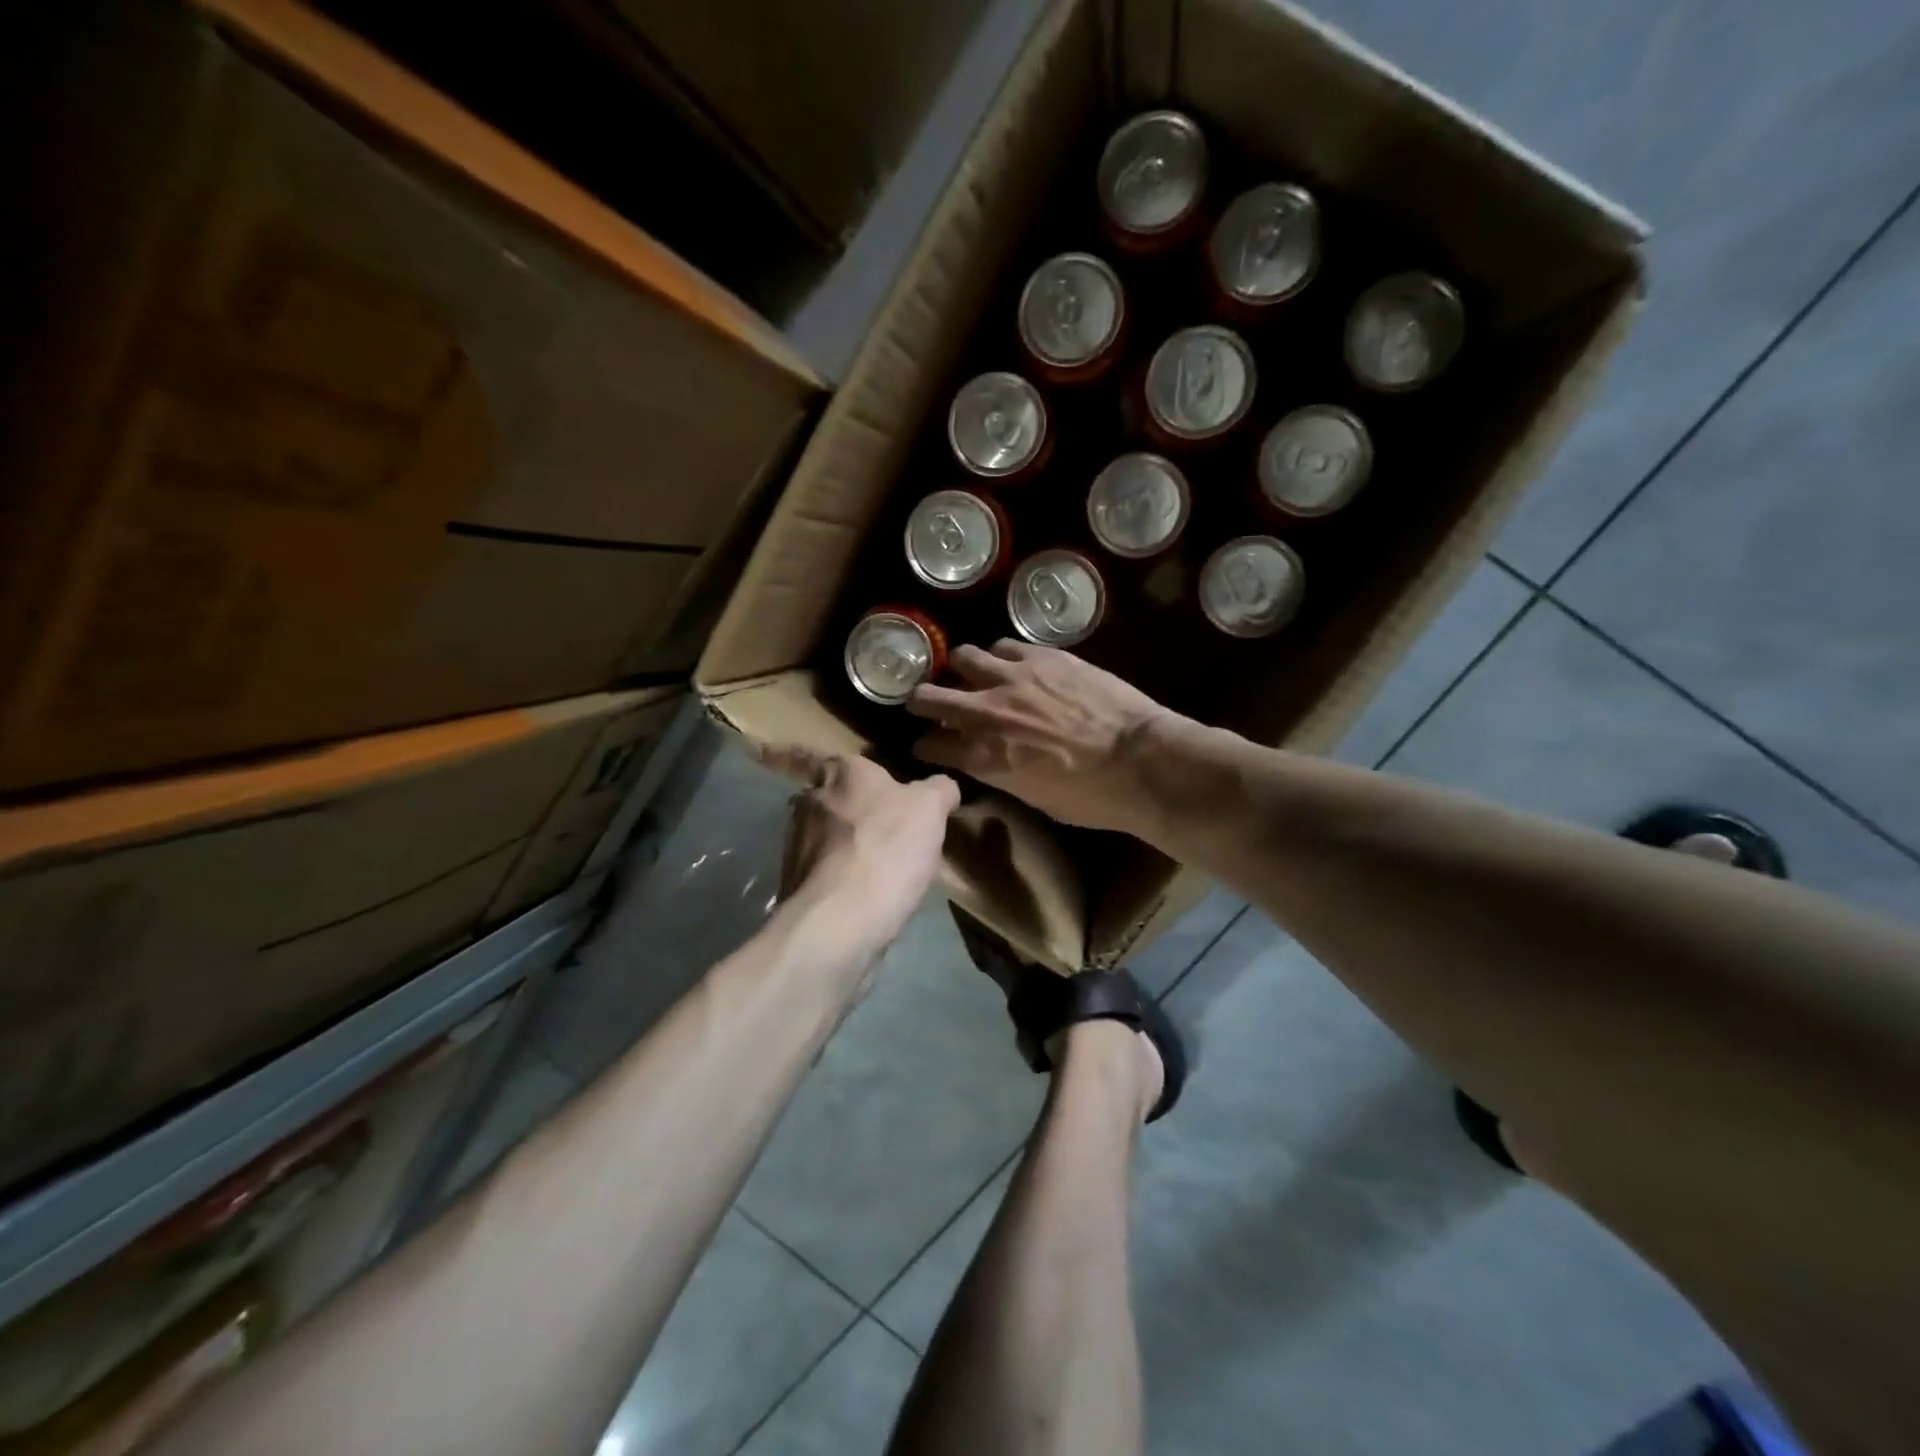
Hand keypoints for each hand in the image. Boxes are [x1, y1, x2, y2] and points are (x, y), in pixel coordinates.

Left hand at [759, 745, 958, 952]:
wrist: (841, 920)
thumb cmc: (886, 848)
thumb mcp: (930, 809)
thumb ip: (938, 790)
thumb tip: (943, 787)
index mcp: (840, 774)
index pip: (806, 754)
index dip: (782, 752)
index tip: (756, 749)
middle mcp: (810, 804)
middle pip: (818, 796)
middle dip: (834, 803)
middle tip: (864, 814)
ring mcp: (797, 847)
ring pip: (818, 836)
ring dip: (839, 843)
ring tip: (875, 860)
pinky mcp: (798, 887)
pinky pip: (823, 873)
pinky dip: (840, 877)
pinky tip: (868, 891)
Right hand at [907, 641, 1178, 835]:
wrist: (1142, 759)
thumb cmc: (1093, 797)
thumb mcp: (1034, 798)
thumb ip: (1001, 773)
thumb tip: (989, 761)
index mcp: (983, 757)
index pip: (930, 746)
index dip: (924, 747)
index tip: (926, 746)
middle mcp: (986, 711)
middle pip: (929, 696)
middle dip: (920, 702)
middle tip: (924, 704)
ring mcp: (1014, 677)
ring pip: (963, 657)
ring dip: (961, 670)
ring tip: (972, 674)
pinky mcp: (1043, 656)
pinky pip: (1005, 646)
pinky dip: (1000, 656)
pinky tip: (1011, 663)